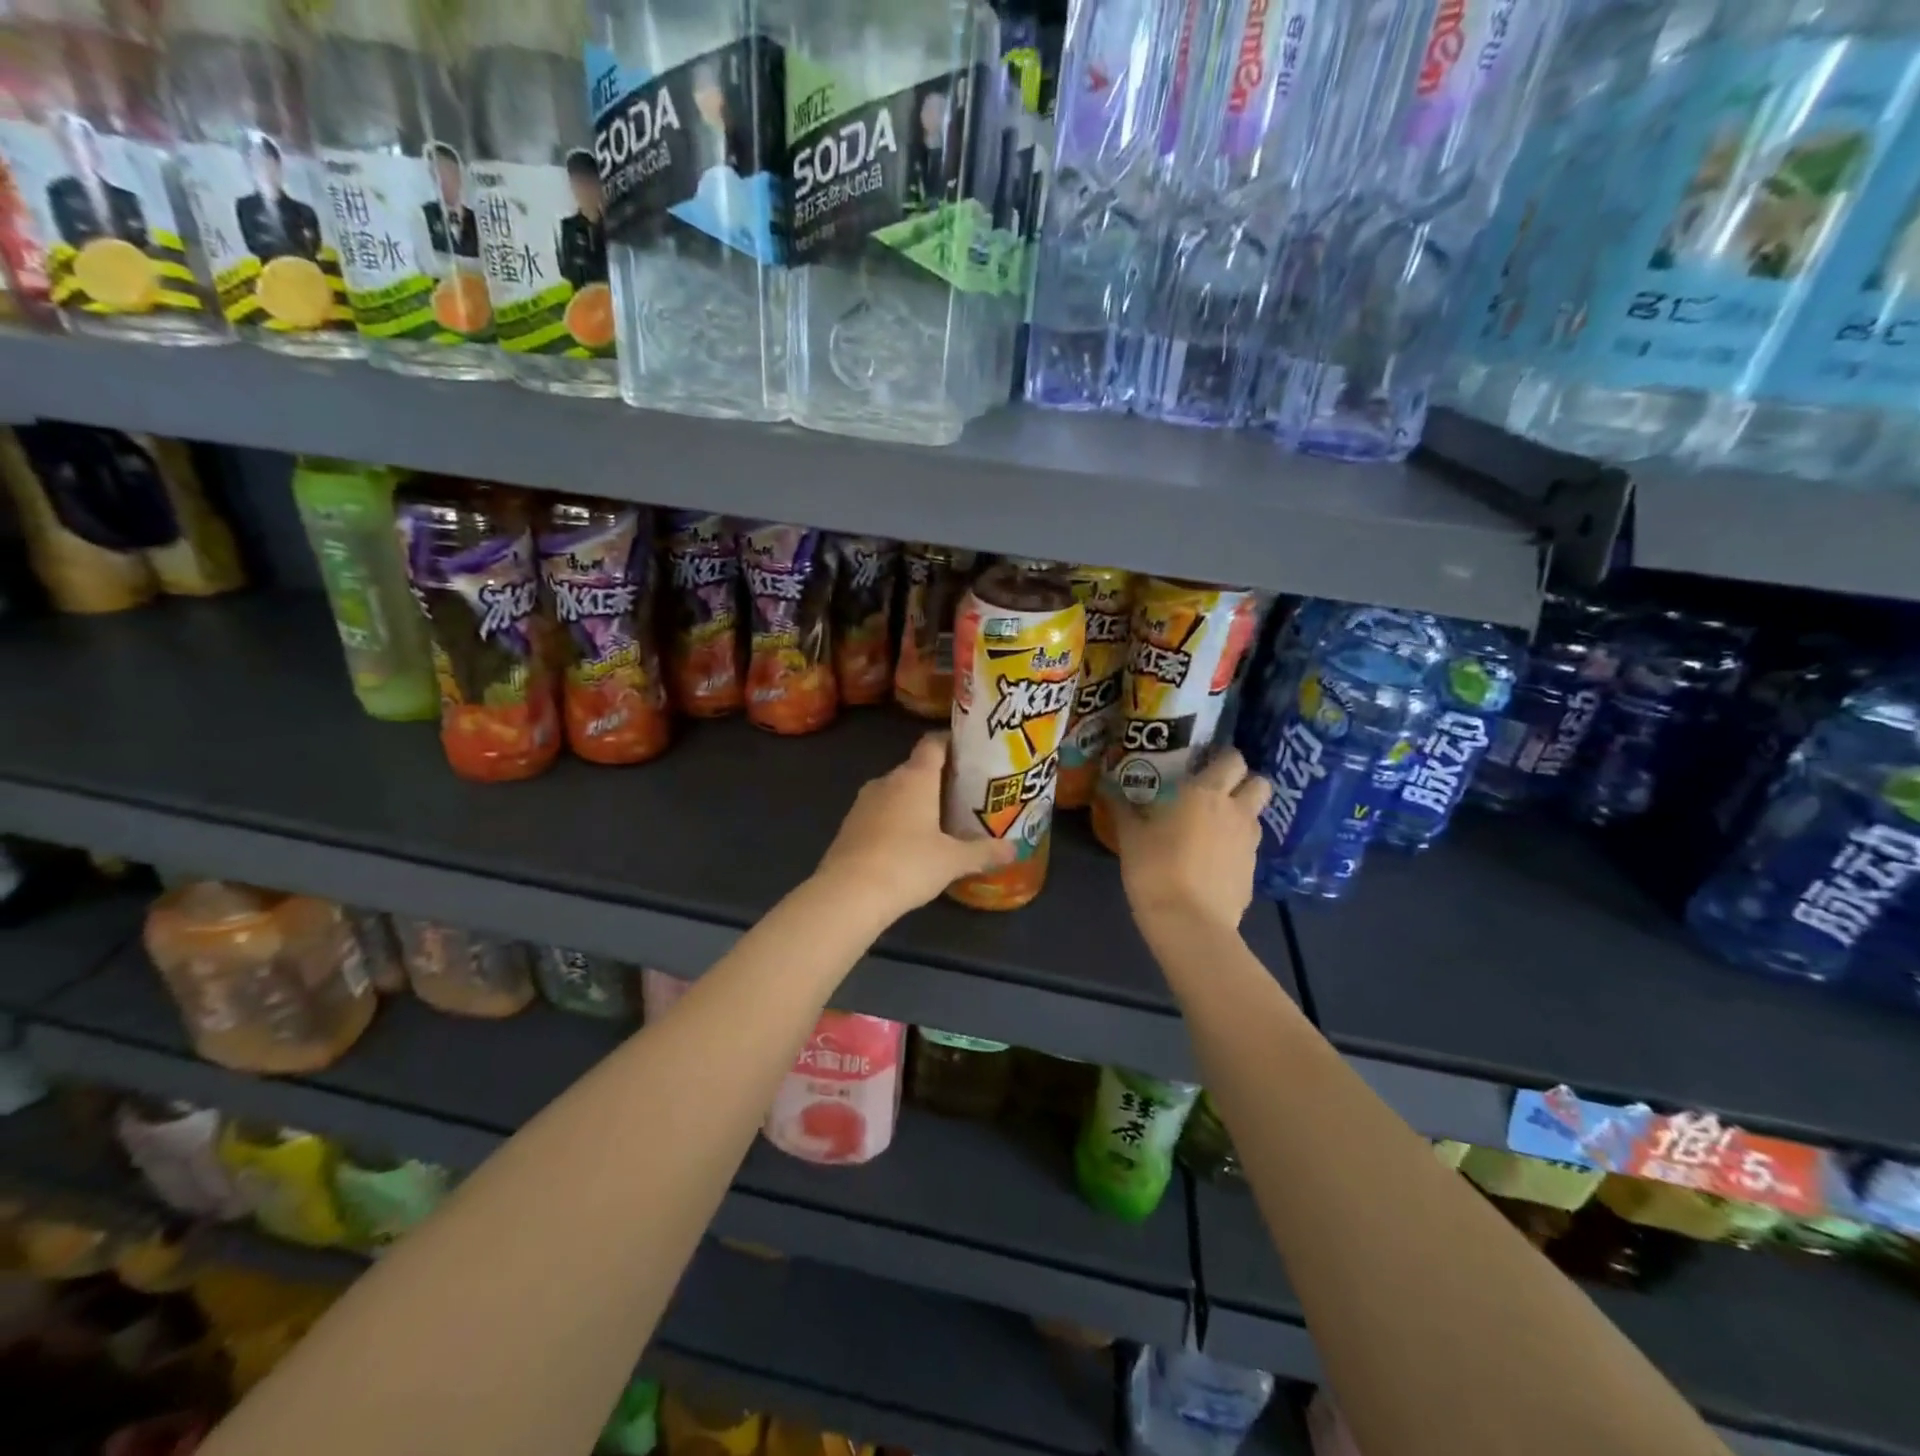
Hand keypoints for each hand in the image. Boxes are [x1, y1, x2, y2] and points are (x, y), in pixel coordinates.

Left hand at [814, 734, 1016, 918]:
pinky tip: (909, 842)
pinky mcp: (849, 824)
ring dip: (915, 800)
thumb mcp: (953, 861)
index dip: (951, 742)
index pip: (933, 743)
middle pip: (916, 768)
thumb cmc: (908, 865)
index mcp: (915, 777)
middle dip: (938, 778)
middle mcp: (887, 780)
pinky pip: (880, 812)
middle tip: (964, 794)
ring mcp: (864, 802)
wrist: (848, 893)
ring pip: (896, 791)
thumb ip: (984, 851)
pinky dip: (896, 819)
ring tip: (940, 819)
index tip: (971, 752)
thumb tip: (1015, 849)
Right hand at [1113, 748, 1270, 932]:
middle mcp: (1236, 810)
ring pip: (1256, 815)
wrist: (1189, 923)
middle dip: (1244, 782)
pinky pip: (1249, 847)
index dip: (1222, 757)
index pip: (1233, 758)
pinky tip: (1213, 861)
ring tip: (1214, 826)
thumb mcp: (1130, 837)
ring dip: (1242, 814)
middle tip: (1217, 791)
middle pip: (1260, 782)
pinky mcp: (1254, 871)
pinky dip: (1236, 846)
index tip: (1204, 763)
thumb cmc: (1155, 869)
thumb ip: (1123, 808)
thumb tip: (1108, 788)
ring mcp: (1250, 842)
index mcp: (1206, 792)